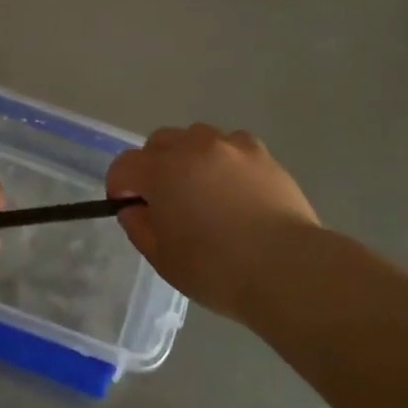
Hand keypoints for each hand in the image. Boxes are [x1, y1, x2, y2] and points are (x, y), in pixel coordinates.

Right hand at [107, 123, 318, 320]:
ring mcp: (230, 145)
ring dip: (190, 157)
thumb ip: (140, 228)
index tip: (129, 208)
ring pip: (196, 138)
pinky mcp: (261, 153)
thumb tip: (135, 209)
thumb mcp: (164, 259)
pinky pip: (232, 145)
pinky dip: (225, 160)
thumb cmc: (217, 270)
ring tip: (204, 190)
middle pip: (159, 142)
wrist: (287, 268)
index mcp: (161, 171)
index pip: (124, 166)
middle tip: (166, 200)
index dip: (120, 187)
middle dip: (153, 166)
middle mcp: (192, 147)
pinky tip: (236, 188)